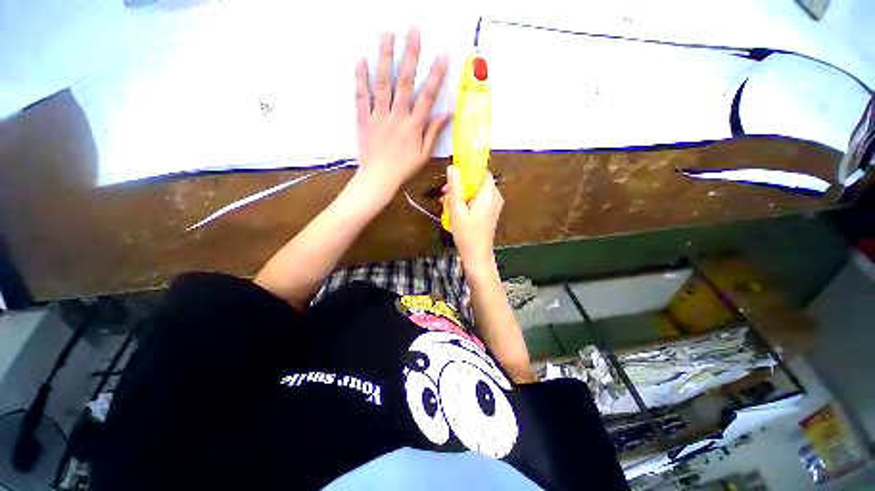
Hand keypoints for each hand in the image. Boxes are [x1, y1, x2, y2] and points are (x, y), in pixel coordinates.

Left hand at [353, 27, 450, 203]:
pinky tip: (361, 59)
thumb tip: (447, 114)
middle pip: (405, 82)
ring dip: (385, 58)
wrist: (378, 178)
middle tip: (413, 31)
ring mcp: (378, 116)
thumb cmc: (403, 169)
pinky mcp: (364, 119)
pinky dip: (360, 78)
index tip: (443, 56)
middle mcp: (397, 117)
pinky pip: (361, 96)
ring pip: (382, 84)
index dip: (436, 76)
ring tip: (387, 35)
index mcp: (413, 127)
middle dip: (410, 55)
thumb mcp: (423, 155)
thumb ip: (433, 133)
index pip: (427, 97)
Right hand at [444, 166, 503, 267]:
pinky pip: (479, 199)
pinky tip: (456, 209)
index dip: (466, 171)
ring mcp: (494, 205)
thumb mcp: (456, 210)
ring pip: (477, 190)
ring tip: (447, 202)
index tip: (452, 177)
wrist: (477, 254)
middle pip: (478, 181)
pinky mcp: (491, 212)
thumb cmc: (467, 234)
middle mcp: (495, 196)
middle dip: (461, 184)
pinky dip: (468, 201)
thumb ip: (455, 188)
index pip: (481, 171)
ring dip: (462, 193)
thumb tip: (453, 168)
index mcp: (489, 193)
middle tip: (445, 193)